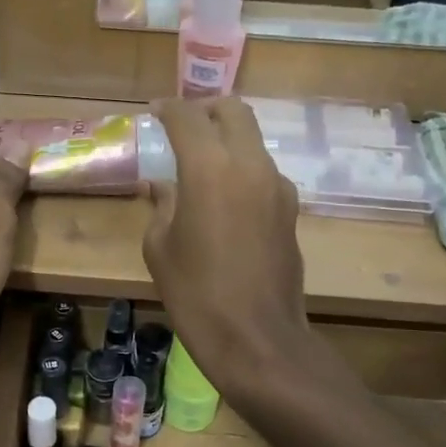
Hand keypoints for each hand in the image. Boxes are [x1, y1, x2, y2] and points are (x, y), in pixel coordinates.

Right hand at [141, 100, 310, 402]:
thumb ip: (162, 205)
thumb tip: (160, 185)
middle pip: (234, 111)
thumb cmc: (196, 294)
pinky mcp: (291, 210)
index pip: (188, 117)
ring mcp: (278, 186)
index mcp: (210, 168)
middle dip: (206, 110)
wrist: (256, 338)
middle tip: (184, 126)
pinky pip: (264, 172)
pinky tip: (226, 199)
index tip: (154, 112)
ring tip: (202, 166)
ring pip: (253, 141)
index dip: (168, 109)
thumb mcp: (161, 248)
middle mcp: (250, 165)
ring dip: (228, 141)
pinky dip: (243, 170)